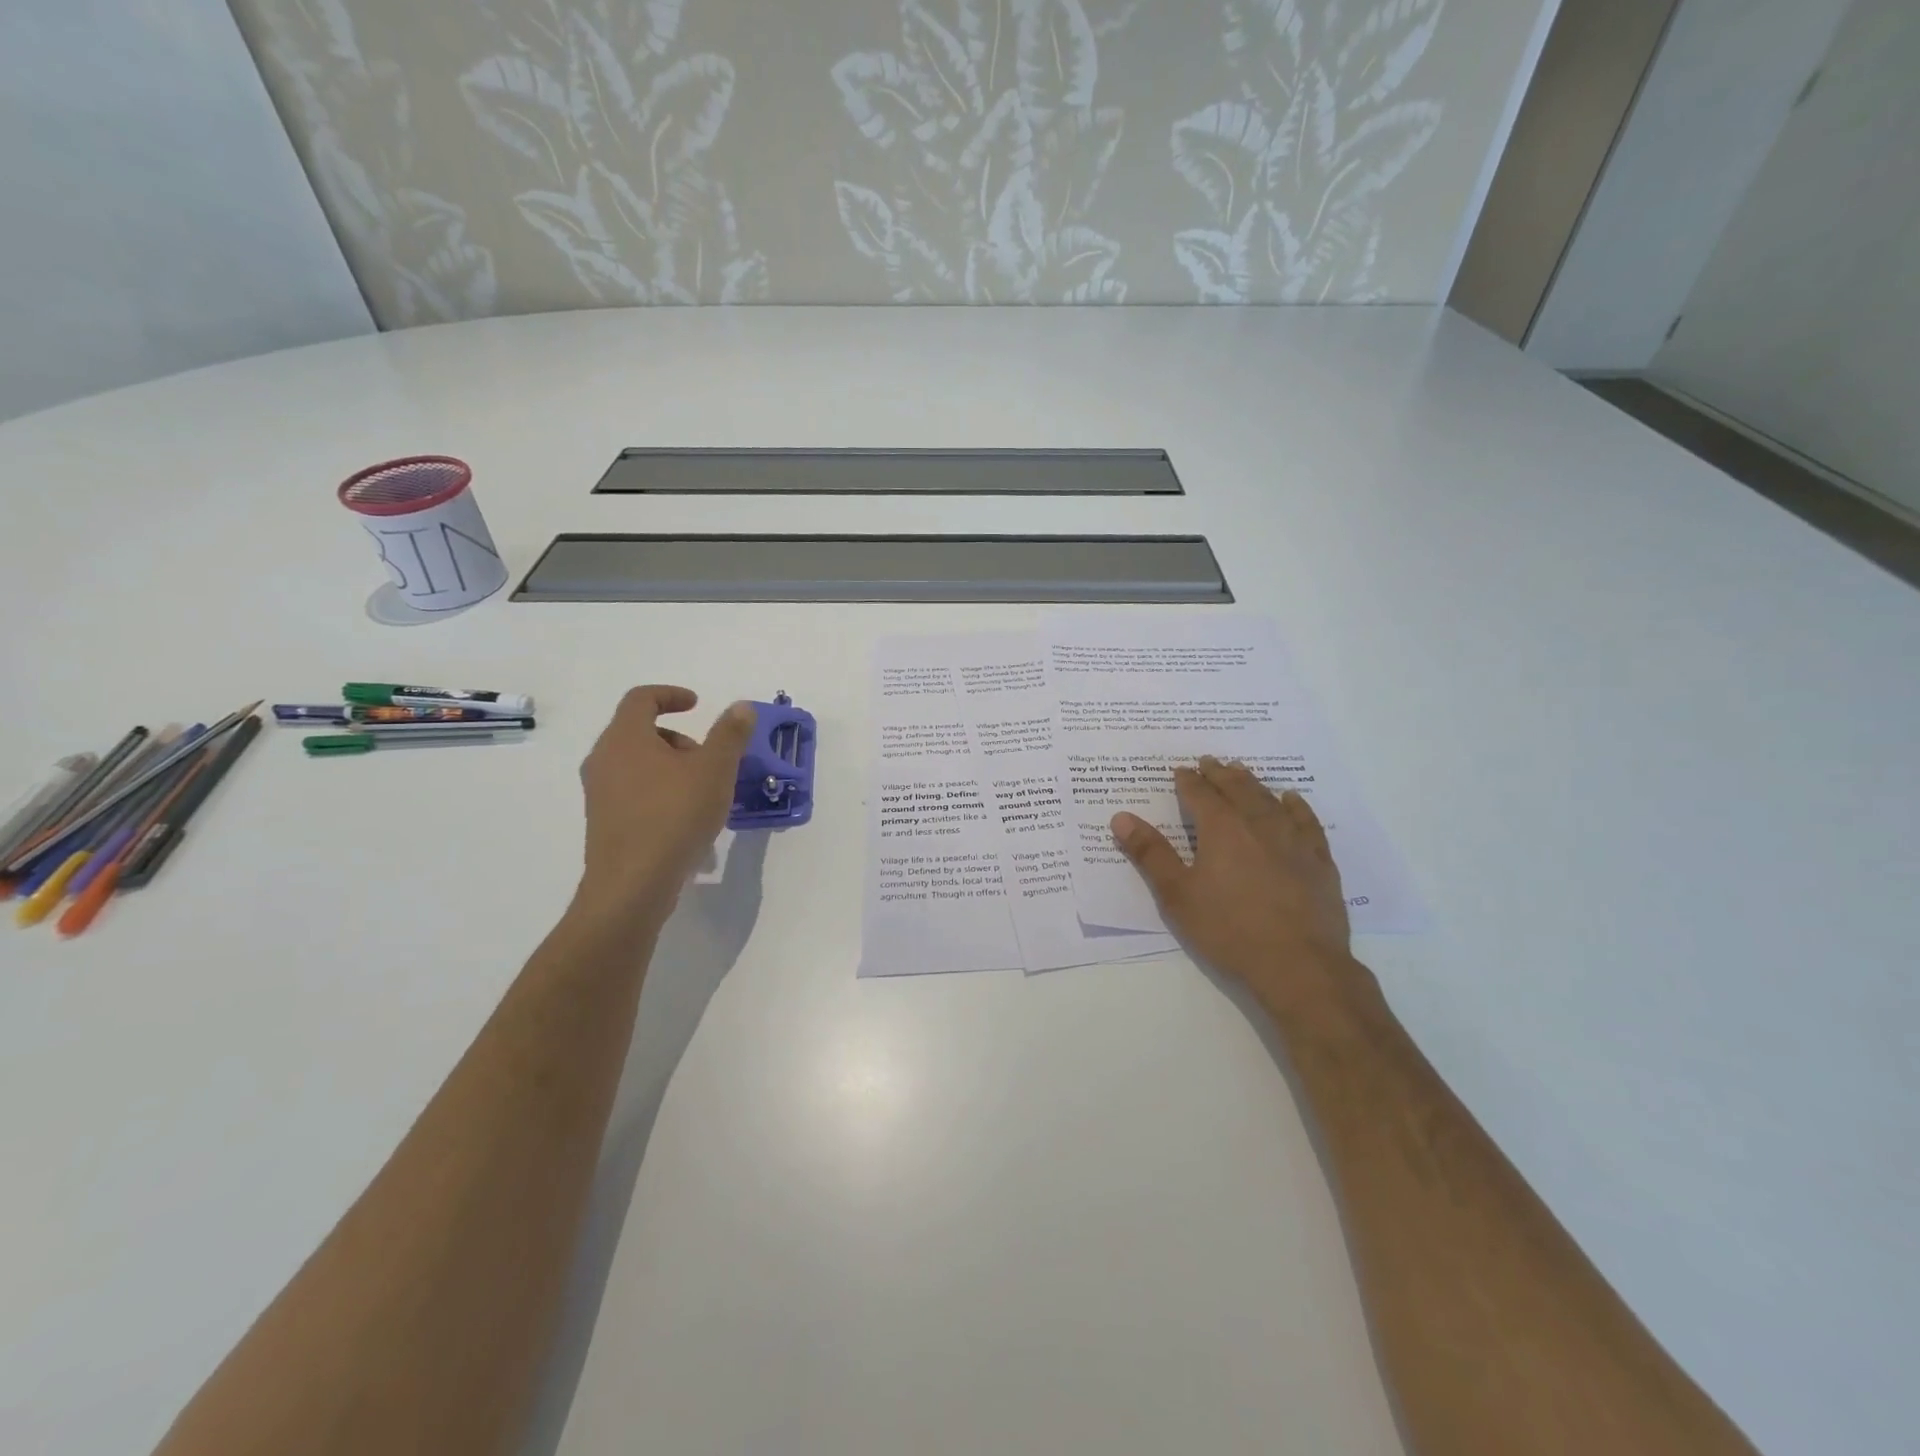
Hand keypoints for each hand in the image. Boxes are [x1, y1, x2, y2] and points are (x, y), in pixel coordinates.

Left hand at [575, 686, 754, 920]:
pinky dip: (661, 793)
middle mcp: (604, 759)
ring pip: (638, 765)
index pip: (641, 698)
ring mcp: (599, 793)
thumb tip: (741, 707)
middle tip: (708, 758)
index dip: (670, 695)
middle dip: (678, 738)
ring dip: (671, 768)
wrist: (633, 884)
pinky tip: (688, 821)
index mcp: (625, 738)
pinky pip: (634, 793)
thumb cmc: (675, 815)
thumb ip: (730, 734)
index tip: (697, 705)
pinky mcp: (604, 822)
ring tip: (704, 793)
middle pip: (640, 732)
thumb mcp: (715, 770)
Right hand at [1112, 758, 1376, 1025]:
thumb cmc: (1228, 929)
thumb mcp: (1177, 895)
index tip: (1179, 771)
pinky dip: (1295, 805)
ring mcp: (1293, 839)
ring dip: (1252, 782)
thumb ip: (1150, 854)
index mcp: (1221, 828)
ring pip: (1269, 799)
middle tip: (1208, 761)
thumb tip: (1121, 817)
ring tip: (1241, 772)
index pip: (1200, 794)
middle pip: (1236, 788)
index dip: (1187, 781)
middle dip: (1219, 773)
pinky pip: (1306, 820)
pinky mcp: (1318, 859)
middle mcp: (1258, 823)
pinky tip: (1291, 800)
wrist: (1299, 965)